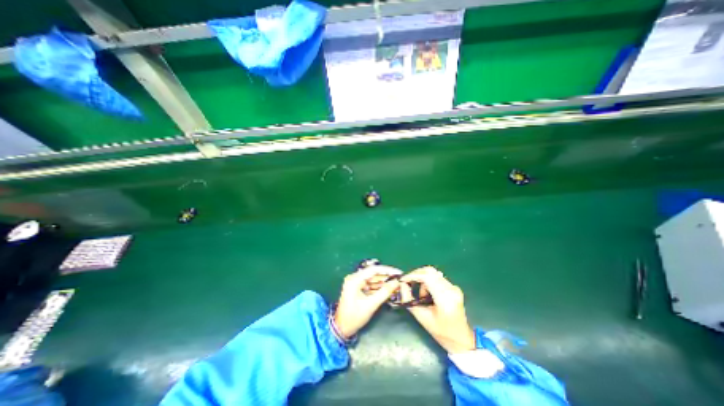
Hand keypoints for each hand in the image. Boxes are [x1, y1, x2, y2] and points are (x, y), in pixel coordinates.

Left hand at [334, 264, 401, 336]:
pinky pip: (371, 284)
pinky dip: (379, 287)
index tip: (399, 273)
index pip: (374, 270)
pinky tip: (389, 289)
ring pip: (373, 279)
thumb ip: (384, 292)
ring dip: (384, 282)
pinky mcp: (358, 288)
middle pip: (374, 274)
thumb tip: (396, 283)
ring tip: (397, 284)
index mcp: (355, 279)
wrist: (341, 328)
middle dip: (387, 277)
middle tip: (400, 279)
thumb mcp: (371, 305)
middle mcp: (355, 278)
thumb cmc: (354, 317)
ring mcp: (356, 283)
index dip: (387, 270)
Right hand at [399, 266, 479, 351]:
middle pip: (430, 271)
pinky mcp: (454, 287)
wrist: (461, 339)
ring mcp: (454, 287)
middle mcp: (451, 289)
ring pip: (433, 273)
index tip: (403, 279)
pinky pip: (437, 278)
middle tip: (407, 282)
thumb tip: (401, 284)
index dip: (413, 275)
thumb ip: (409, 299)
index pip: (427, 277)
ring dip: (423, 279)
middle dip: (416, 274)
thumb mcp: (421, 317)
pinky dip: (428, 282)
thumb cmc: (441, 332)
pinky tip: (428, 294)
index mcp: (445, 298)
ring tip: (421, 295)